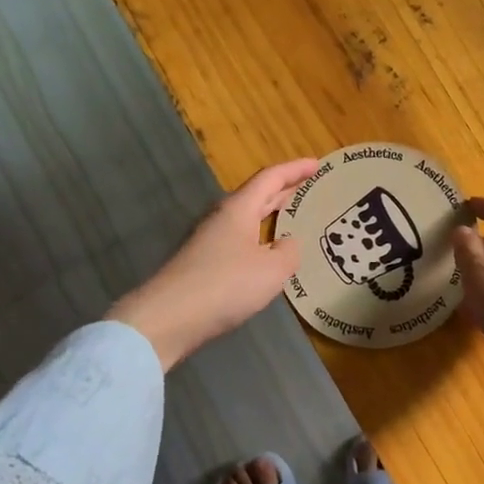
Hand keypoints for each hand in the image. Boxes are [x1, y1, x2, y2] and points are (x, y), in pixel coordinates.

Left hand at [108, 157, 320, 368]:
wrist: (166, 319)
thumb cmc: (225, 285)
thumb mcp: (272, 270)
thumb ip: (288, 252)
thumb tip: (286, 244)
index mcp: (239, 209)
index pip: (270, 178)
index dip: (295, 169)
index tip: (316, 164)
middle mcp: (221, 218)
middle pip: (256, 195)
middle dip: (283, 190)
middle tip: (308, 187)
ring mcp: (208, 241)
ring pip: (246, 218)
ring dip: (269, 214)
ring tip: (292, 217)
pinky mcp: (201, 264)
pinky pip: (238, 240)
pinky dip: (258, 237)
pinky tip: (266, 253)